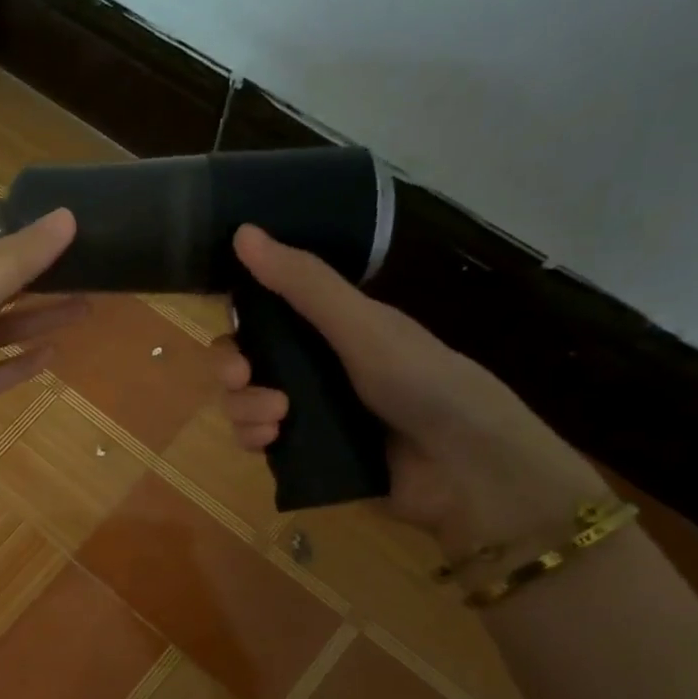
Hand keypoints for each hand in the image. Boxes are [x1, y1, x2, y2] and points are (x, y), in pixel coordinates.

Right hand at [216, 224, 605, 557]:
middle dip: (232, 371)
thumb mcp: (361, 326)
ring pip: (244, 404)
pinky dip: (254, 440)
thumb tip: (243, 231)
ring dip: (243, 409)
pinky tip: (271, 443)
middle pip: (244, 363)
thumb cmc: (421, 382)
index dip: (237, 321)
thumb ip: (303, 284)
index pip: (262, 316)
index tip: (234, 329)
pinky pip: (258, 443)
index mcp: (329, 328)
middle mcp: (313, 368)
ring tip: (276, 420)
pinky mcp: (305, 456)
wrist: (465, 467)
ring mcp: (308, 414)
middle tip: (244, 377)